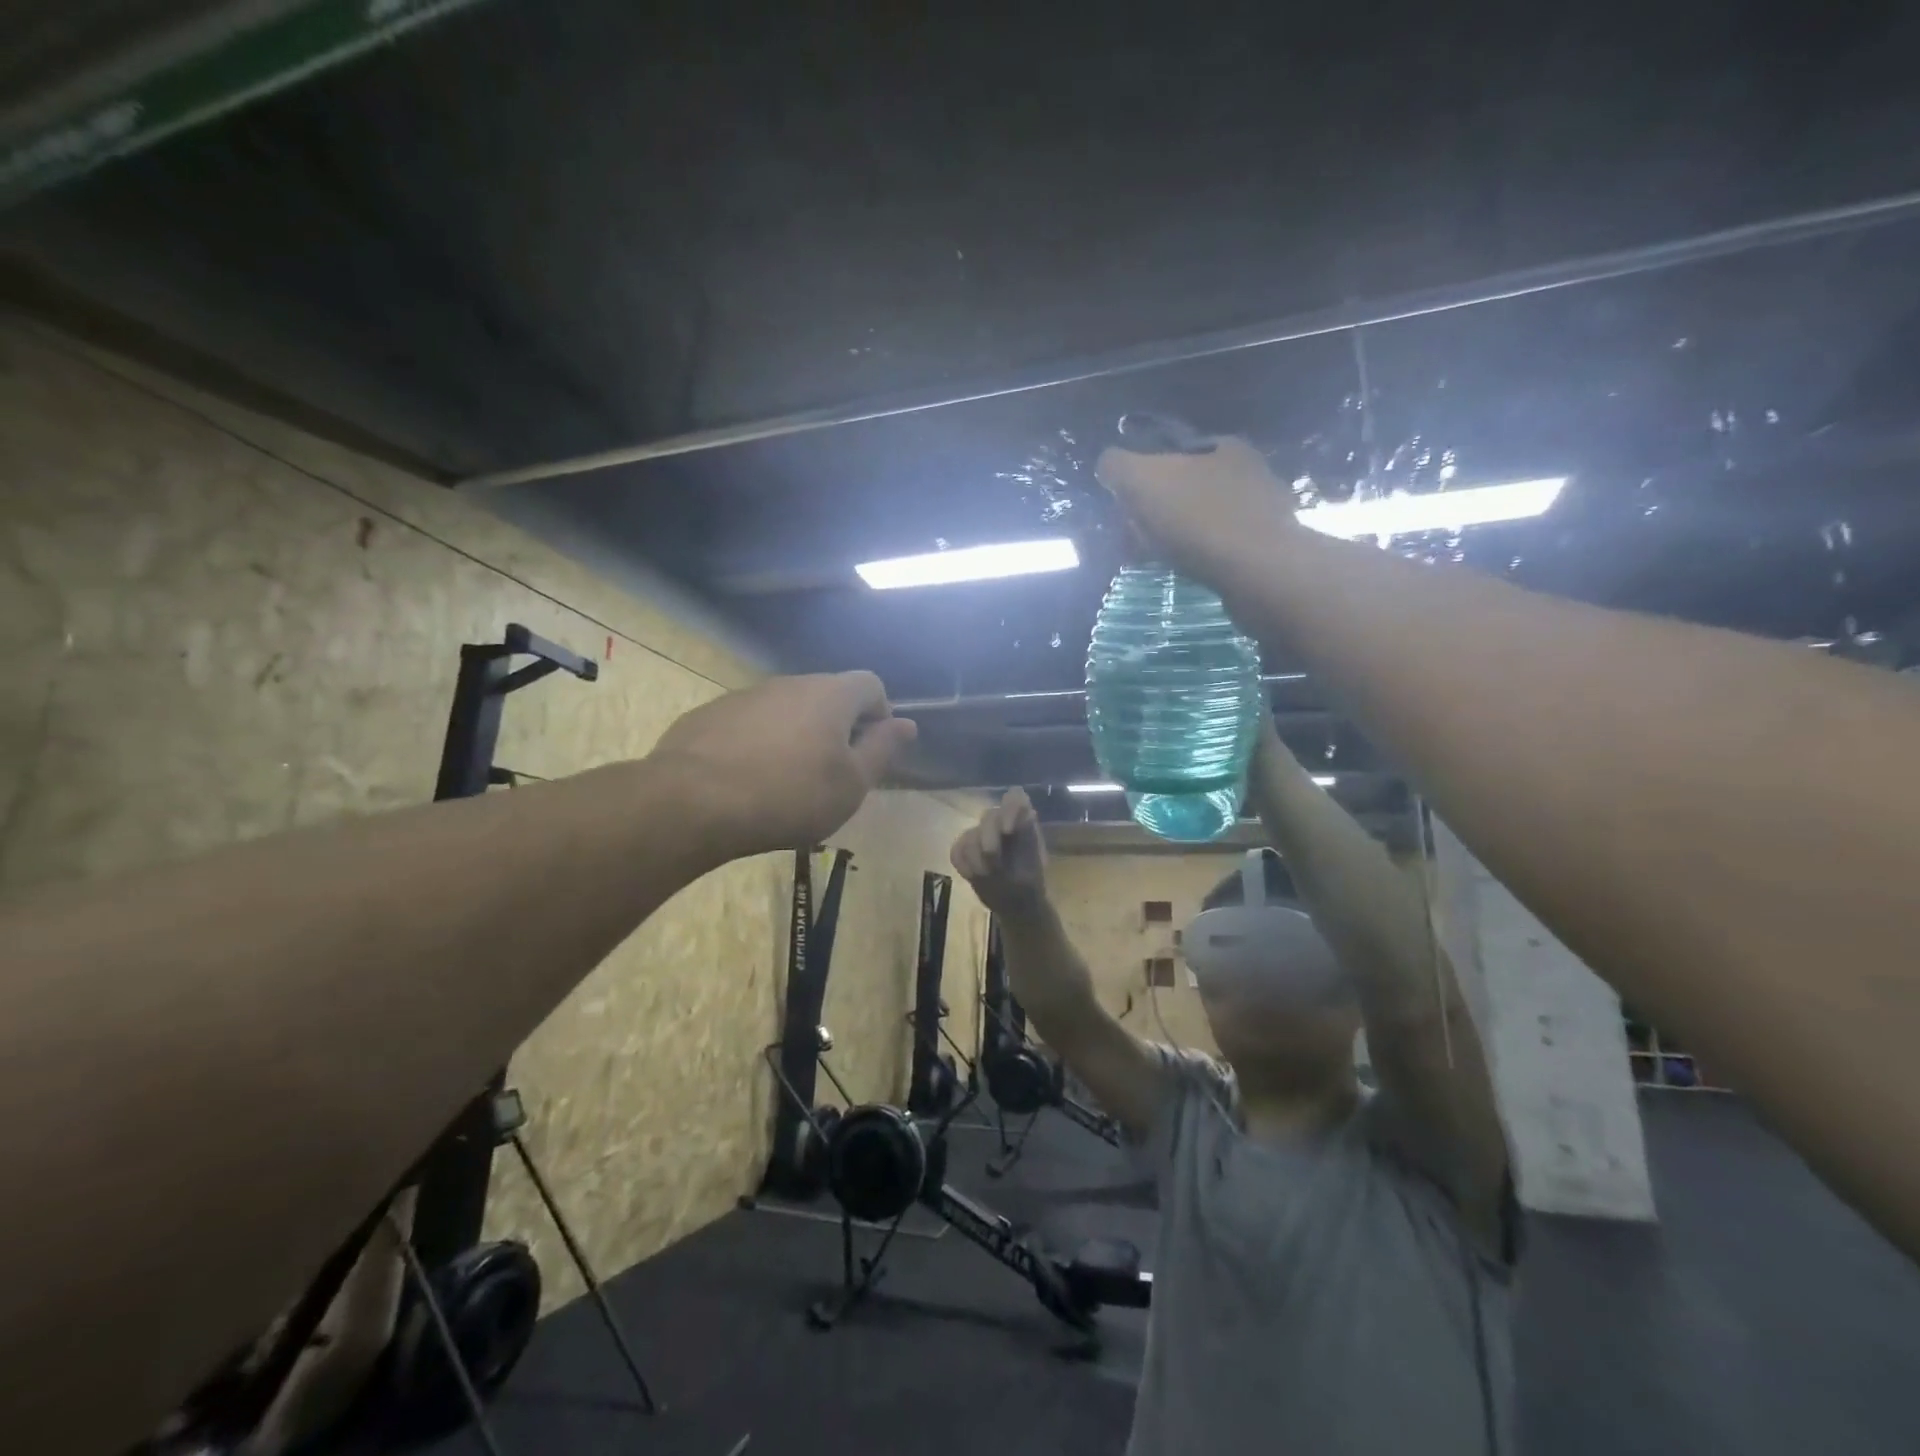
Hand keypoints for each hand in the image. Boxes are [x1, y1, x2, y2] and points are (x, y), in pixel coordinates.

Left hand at [651, 672, 916, 855]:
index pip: (871, 685)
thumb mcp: (851, 784)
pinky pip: (749, 724)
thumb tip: (907, 723)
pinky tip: (746, 781)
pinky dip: (758, 744)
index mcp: (831, 694)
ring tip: (785, 782)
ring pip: (786, 710)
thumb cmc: (790, 795)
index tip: (870, 753)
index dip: (879, 715)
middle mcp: (789, 683)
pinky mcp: (709, 715)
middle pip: (827, 695)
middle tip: (831, 774)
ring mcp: (745, 695)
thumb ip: (882, 749)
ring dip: (796, 735)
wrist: (692, 802)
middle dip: (837, 727)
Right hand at [950, 788, 1049, 918]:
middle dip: (989, 838)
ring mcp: (981, 835)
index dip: (1009, 809)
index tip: (1008, 832)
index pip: (1015, 798)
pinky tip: (973, 875)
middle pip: (989, 815)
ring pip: (970, 834)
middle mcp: (1001, 823)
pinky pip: (957, 849)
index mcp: (1023, 822)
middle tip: (993, 862)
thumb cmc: (1030, 885)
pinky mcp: (965, 850)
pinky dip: (964, 864)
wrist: (1016, 906)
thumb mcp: (1035, 864)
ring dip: (976, 857)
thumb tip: (1027, 812)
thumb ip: (1029, 836)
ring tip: (987, 875)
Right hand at [1095, 434, 1298, 588]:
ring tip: (1159, 559)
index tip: (1129, 507)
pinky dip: (1201, 558)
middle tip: (1138, 538)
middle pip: (1188, 488)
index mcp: (1223, 447)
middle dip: (1160, 511)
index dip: (1145, 478)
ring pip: (1204, 520)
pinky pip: (1221, 549)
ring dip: (1179, 537)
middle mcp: (1250, 472)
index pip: (1174, 454)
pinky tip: (1188, 572)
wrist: (1258, 572)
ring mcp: (1263, 513)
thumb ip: (1118, 466)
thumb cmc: (1199, 518)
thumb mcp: (1143, 481)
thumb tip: (1108, 464)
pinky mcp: (1267, 550)